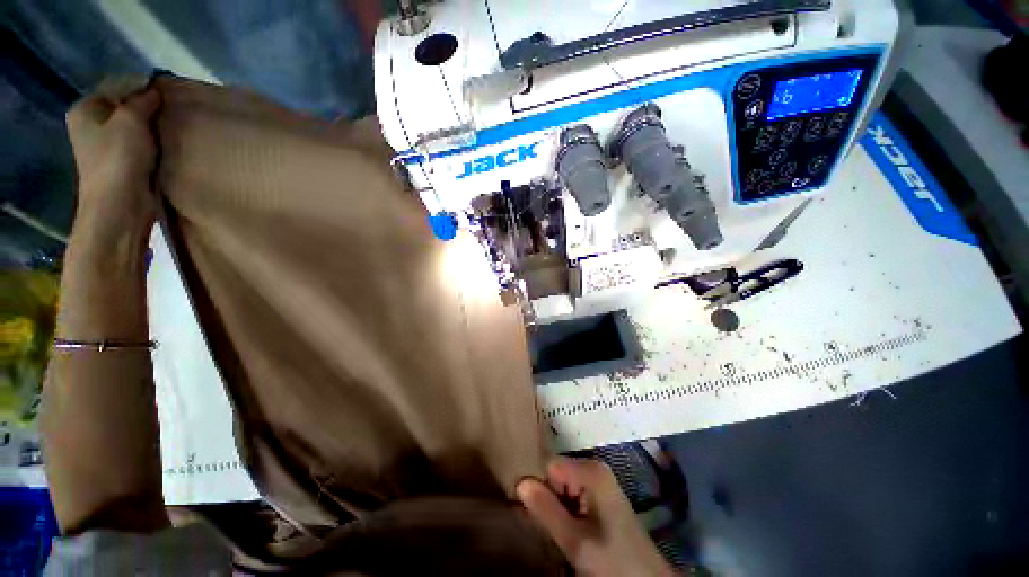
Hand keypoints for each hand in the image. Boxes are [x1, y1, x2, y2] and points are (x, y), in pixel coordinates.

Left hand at [66, 86, 161, 231]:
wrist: (120, 206)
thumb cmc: (119, 158)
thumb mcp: (132, 120)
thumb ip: (143, 101)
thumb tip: (155, 91)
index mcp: (85, 109)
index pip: (117, 86)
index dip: (142, 87)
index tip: (166, 94)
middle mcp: (90, 125)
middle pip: (124, 107)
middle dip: (147, 109)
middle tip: (171, 111)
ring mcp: (103, 147)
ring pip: (132, 128)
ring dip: (151, 129)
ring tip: (171, 129)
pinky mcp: (120, 165)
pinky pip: (138, 146)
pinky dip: (152, 145)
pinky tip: (165, 147)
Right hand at [517, 458, 675, 576]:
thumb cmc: (613, 561)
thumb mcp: (576, 541)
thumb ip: (546, 510)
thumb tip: (520, 482)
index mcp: (590, 471)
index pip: (548, 465)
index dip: (537, 486)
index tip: (528, 511)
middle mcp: (594, 468)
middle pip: (555, 474)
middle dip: (546, 497)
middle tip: (544, 527)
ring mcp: (599, 481)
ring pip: (562, 486)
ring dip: (554, 507)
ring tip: (556, 532)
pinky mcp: (601, 496)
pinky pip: (572, 494)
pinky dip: (565, 511)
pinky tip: (568, 530)